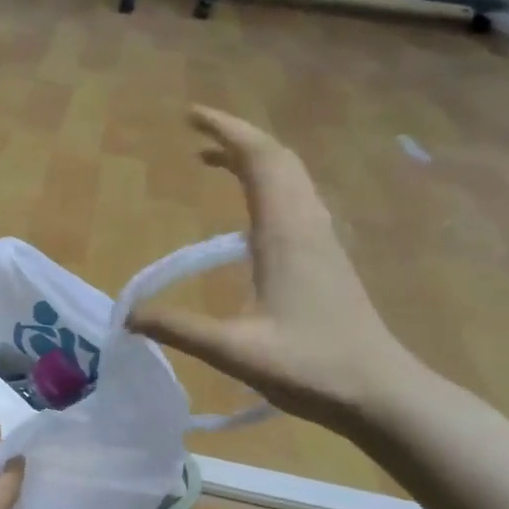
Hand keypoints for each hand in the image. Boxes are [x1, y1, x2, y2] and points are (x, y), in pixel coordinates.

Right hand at [127, 107, 416, 430]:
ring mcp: (323, 239)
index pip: (260, 160)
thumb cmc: (310, 366)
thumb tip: (128, 317)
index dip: (226, 131)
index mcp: (286, 233)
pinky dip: (269, 185)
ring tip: (216, 162)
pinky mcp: (328, 257)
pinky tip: (250, 212)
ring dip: (255, 160)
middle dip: (238, 137)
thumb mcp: (234, 351)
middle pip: (278, 159)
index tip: (191, 117)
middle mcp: (308, 224)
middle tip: (197, 134)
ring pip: (292, 178)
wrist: (380, 392)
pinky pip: (297, 199)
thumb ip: (178, 329)